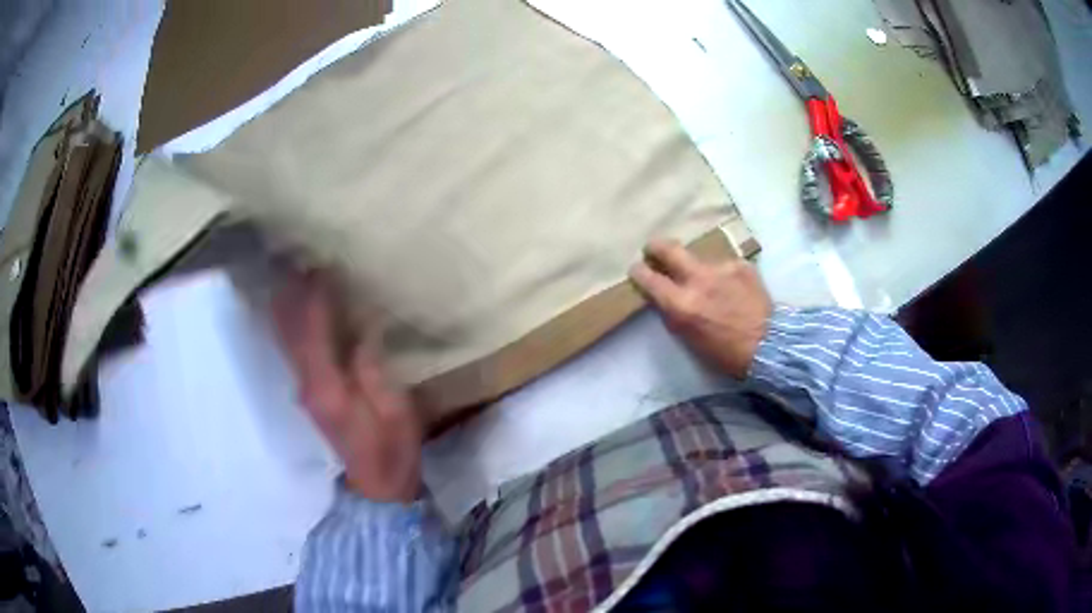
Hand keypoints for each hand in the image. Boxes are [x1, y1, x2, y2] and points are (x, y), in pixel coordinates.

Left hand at [271, 271, 421, 502]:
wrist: (376, 490)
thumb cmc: (392, 452)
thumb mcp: (395, 412)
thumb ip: (374, 369)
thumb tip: (362, 327)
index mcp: (329, 386)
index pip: (315, 329)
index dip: (316, 295)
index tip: (323, 262)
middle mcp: (308, 383)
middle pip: (289, 330)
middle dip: (290, 293)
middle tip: (295, 258)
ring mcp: (304, 389)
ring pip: (285, 339)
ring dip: (285, 305)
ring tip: (291, 273)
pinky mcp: (308, 394)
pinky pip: (292, 350)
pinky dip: (290, 324)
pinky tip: (294, 309)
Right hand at [629, 239, 772, 377]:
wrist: (769, 345)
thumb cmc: (725, 353)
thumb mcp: (689, 338)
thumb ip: (673, 313)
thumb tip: (663, 297)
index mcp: (682, 304)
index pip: (648, 278)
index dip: (638, 272)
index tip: (637, 269)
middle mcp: (698, 280)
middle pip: (668, 249)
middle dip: (655, 247)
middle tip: (653, 250)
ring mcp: (721, 268)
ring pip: (699, 258)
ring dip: (697, 268)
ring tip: (709, 283)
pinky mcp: (741, 265)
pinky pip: (724, 265)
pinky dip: (723, 274)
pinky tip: (733, 288)